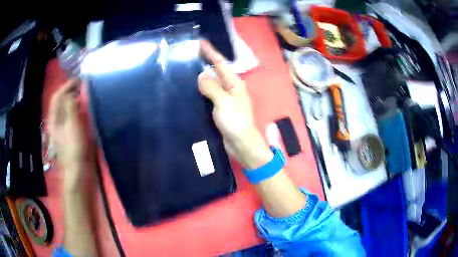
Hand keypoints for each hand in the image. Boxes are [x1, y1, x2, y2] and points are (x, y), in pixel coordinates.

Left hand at [48, 79, 89, 189]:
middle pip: (61, 101)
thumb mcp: (72, 125)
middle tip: (82, 85)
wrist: (79, 170)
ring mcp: (63, 127)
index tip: (79, 80)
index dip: (66, 86)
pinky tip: (83, 108)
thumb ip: (71, 106)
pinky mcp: (70, 132)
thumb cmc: (74, 148)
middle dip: (70, 91)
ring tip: (84, 93)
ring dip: (74, 98)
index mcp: (54, 119)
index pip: (57, 96)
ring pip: (66, 107)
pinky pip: (72, 115)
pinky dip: (76, 108)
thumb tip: (72, 91)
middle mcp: (57, 121)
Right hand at [198, 41, 272, 168]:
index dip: (211, 52)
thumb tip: (201, 75)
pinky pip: (209, 94)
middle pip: (216, 71)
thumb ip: (212, 87)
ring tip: (187, 68)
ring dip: (201, 75)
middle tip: (190, 54)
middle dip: (205, 61)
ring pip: (211, 82)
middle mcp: (230, 88)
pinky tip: (191, 88)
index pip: (220, 63)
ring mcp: (225, 98)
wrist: (241, 143)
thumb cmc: (235, 121)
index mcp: (234, 83)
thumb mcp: (224, 102)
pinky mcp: (220, 108)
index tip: (200, 42)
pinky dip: (201, 89)